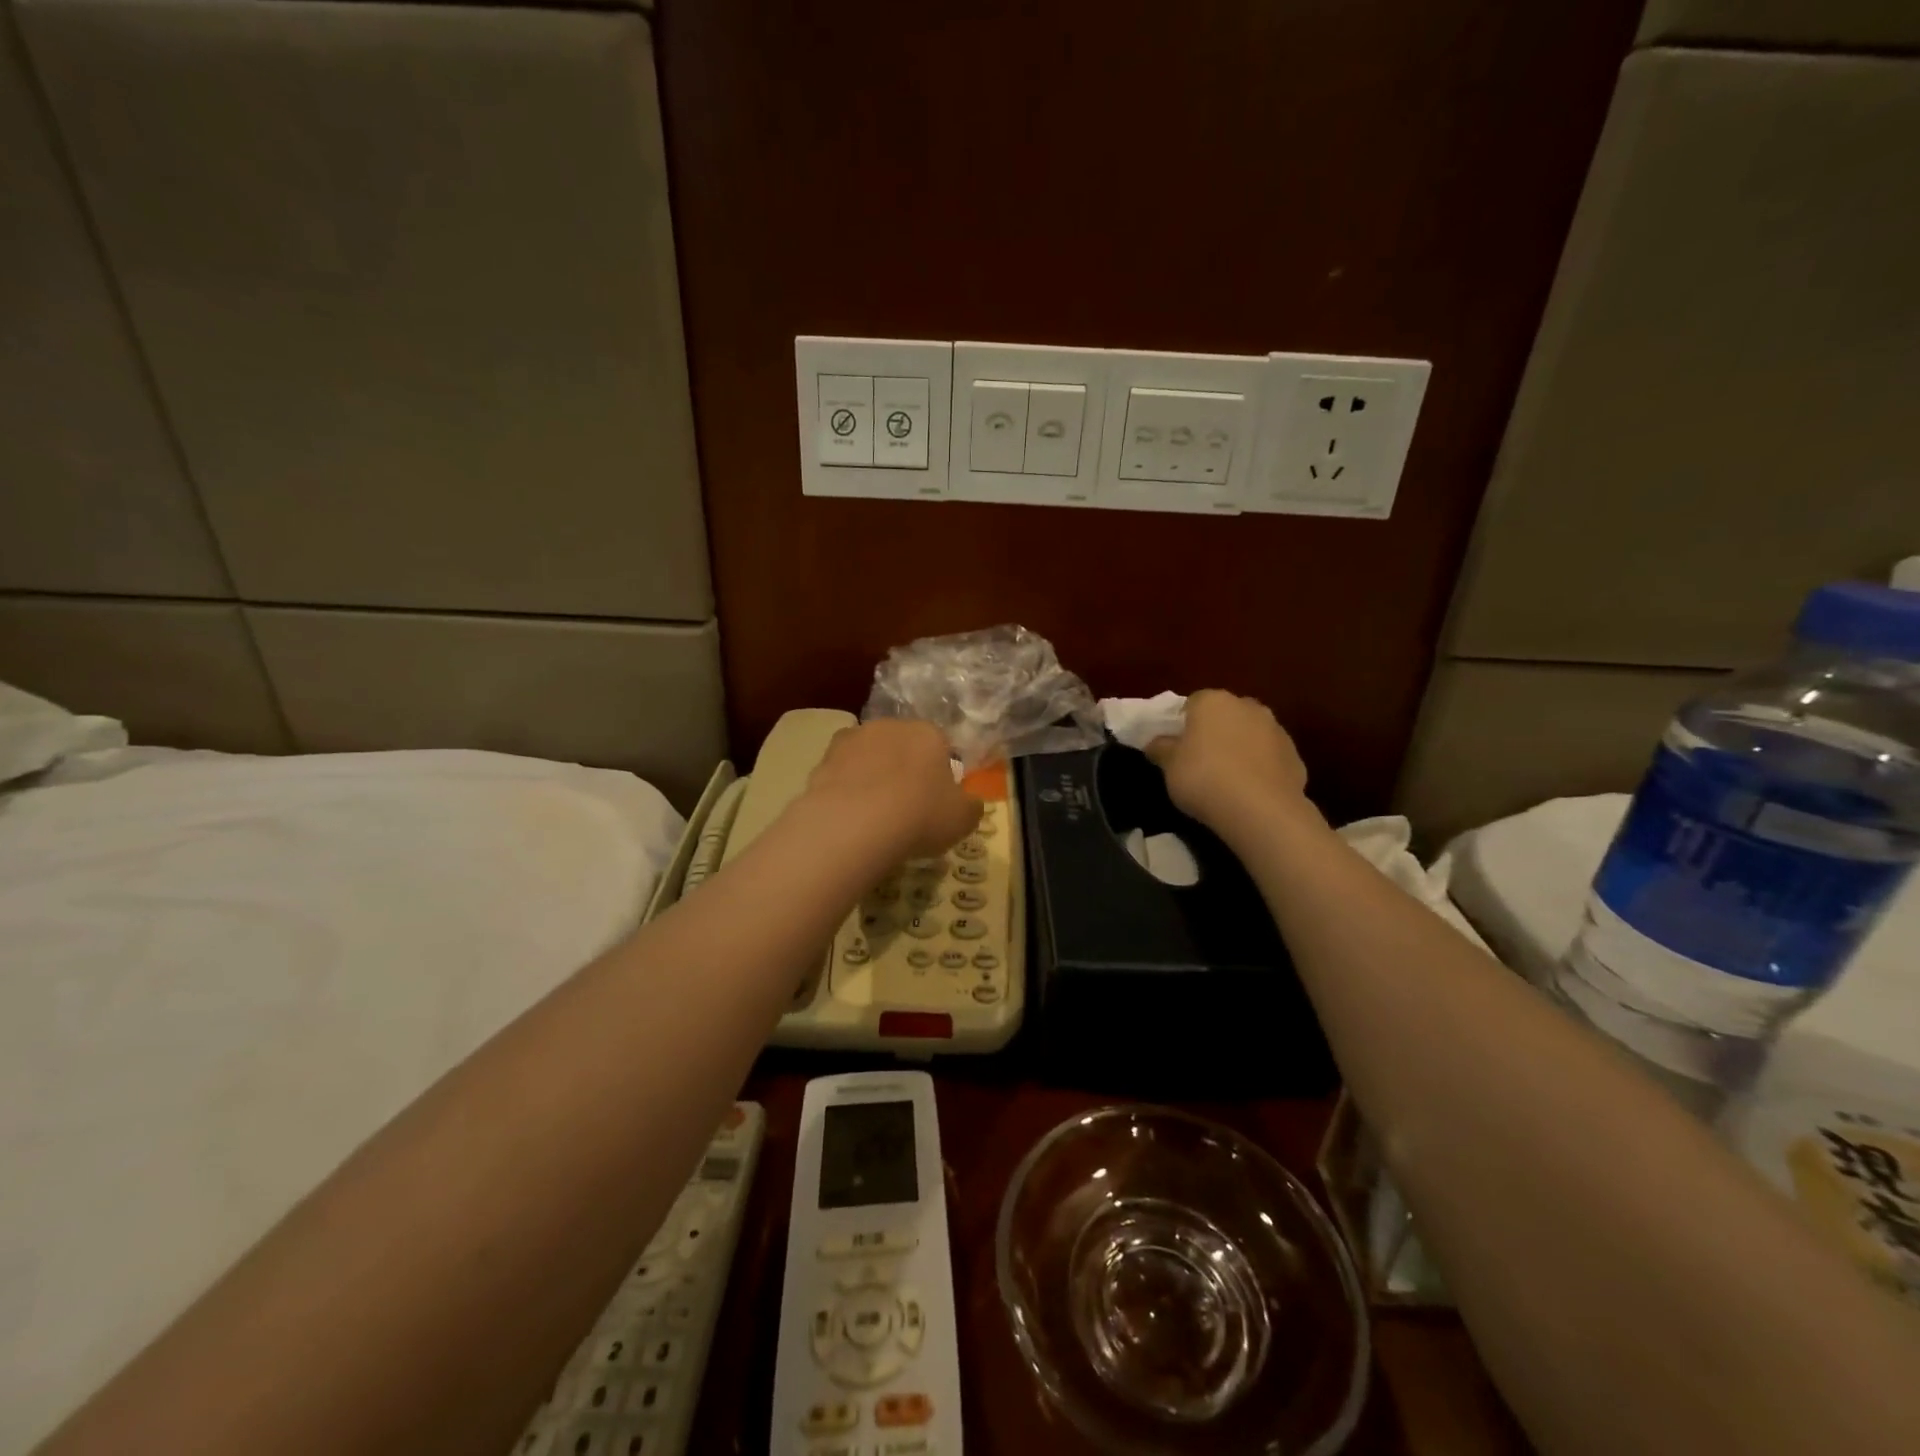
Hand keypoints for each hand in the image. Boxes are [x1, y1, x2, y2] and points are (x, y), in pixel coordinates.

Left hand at [805, 719, 982, 859]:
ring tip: (873, 814)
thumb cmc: (920, 815)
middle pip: (901, 746)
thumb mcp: (963, 819)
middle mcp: (889, 726)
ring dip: (872, 776)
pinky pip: (842, 774)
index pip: (940, 745)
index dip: (939, 773)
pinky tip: (850, 817)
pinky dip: (846, 790)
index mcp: (928, 733)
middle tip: (906, 806)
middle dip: (904, 769)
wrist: (855, 823)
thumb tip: (970, 803)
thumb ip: (971, 806)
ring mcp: (852, 739)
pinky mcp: (822, 759)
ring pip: (869, 757)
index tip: (936, 801)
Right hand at [1146, 690, 1308, 835]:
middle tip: (1200, 760)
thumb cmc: (1204, 778)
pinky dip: (1259, 767)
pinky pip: (1269, 757)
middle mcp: (1247, 706)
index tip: (1177, 746)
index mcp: (1213, 701)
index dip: (1183, 724)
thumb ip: (1161, 748)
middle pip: (1225, 714)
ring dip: (1239, 748)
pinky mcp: (1294, 756)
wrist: (1261, 810)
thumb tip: (1156, 742)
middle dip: (1214, 732)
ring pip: (1250, 734)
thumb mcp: (1169, 766)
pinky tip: (1249, 791)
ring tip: (1227, 778)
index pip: (1192, 703)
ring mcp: (1276, 729)